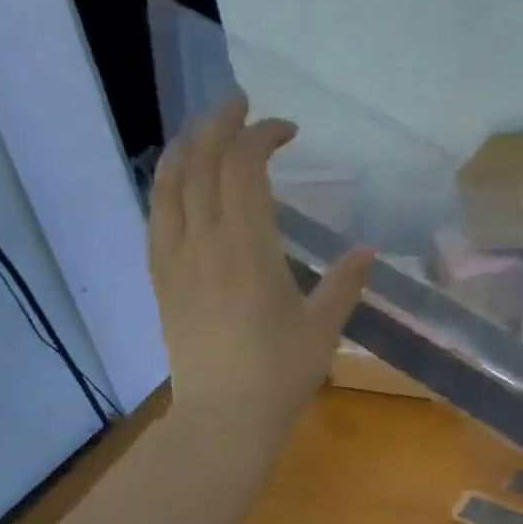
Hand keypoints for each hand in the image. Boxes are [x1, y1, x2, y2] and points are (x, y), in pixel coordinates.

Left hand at [149, 97, 372, 435]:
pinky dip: (167, 184)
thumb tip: (367, 250)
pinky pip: (155, 215)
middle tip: (242, 105)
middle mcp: (204, 241)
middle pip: (203, 161)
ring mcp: (175, 258)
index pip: (245, 167)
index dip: (262, 136)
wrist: (223, 418)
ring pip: (170, 182)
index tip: (286, 131)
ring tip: (207, 129)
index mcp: (247, 248)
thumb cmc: (279, 376)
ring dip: (189, 144)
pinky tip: (178, 180)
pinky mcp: (160, 278)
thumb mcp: (322, 329)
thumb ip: (343, 284)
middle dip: (221, 123)